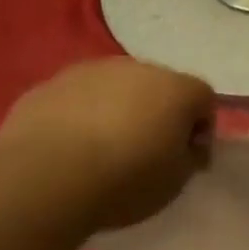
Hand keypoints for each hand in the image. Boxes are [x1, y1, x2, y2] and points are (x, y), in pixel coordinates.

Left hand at [0, 60, 214, 229]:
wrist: (44, 179)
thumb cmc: (125, 180)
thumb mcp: (177, 181)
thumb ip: (190, 156)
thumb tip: (188, 146)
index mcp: (176, 88)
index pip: (204, 98)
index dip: (201, 128)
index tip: (188, 158)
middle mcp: (137, 68)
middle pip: (159, 87)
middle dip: (158, 114)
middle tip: (148, 152)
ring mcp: (89, 72)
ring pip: (115, 88)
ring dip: (118, 111)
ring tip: (104, 150)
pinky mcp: (49, 85)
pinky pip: (77, 99)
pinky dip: (81, 116)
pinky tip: (70, 149)